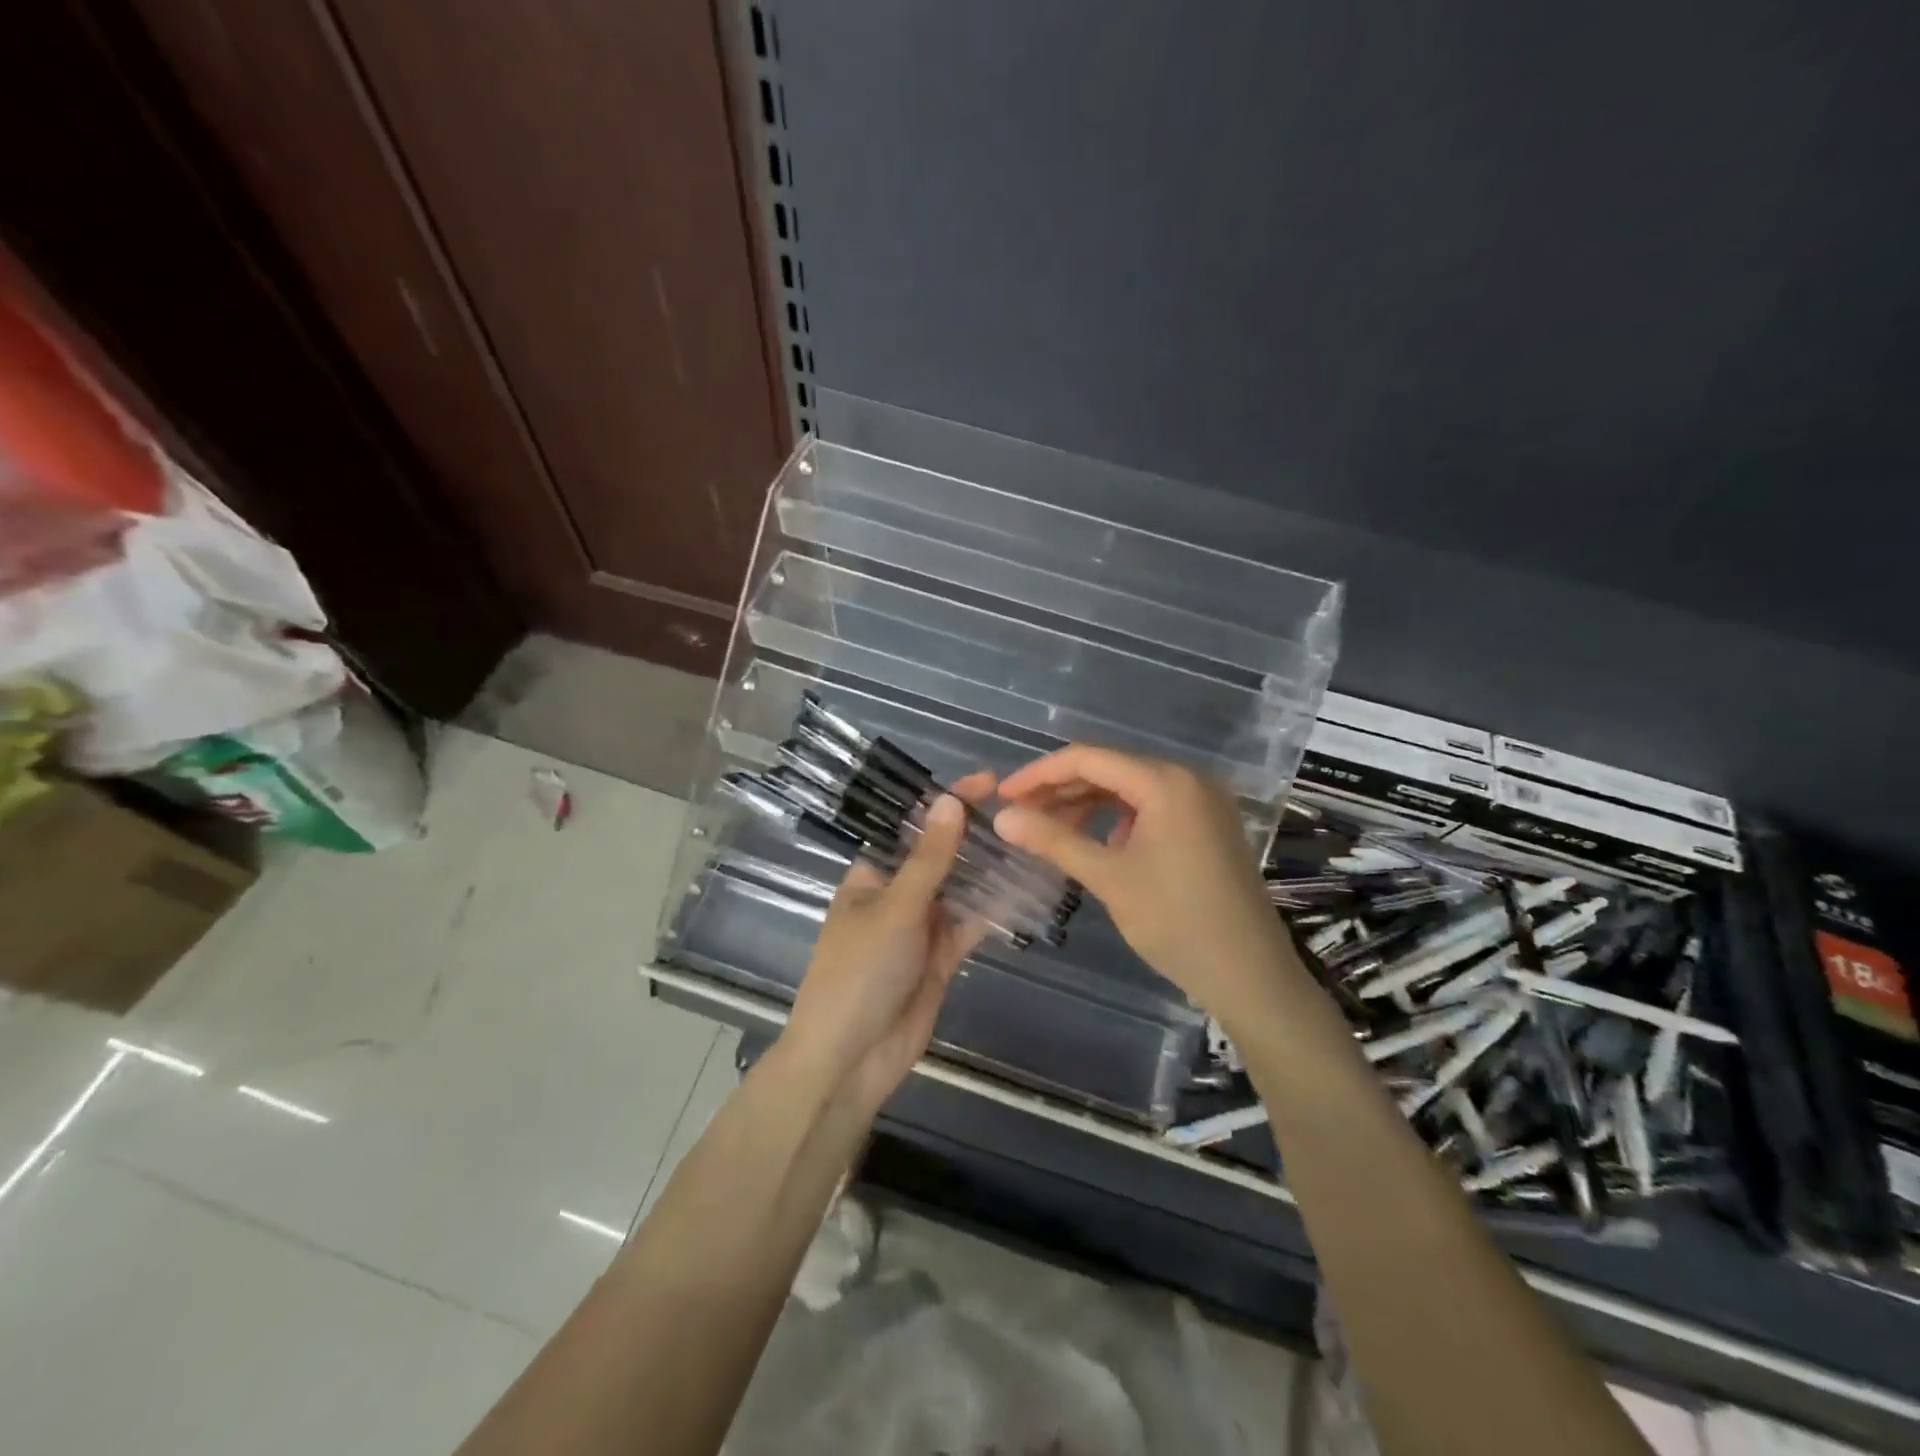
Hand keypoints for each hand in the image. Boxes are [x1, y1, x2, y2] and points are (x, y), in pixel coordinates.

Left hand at [781, 774, 993, 1112]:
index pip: (913, 827)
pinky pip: (970, 924)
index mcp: (872, 875)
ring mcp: (920, 927)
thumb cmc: (860, 972)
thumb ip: (929, 859)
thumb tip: (950, 801)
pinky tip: (1024, 889)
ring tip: (1032, 842)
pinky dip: (993, 909)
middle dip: (975, 835)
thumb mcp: (896, 908)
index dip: (946, 802)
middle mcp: (897, 894)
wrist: (850, 1059)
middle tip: (1023, 812)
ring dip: (989, 869)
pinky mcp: (941, 957)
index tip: (987, 781)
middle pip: (941, 856)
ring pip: (960, 889)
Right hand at [993, 747, 1296, 1025]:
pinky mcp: (1208, 825)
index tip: (1002, 796)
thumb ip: (1053, 840)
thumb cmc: (1175, 921)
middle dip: (1061, 790)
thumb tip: (1002, 817)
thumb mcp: (1108, 877)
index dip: (1039, 774)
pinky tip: (1099, 845)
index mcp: (1166, 781)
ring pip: (1129, 789)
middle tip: (1020, 816)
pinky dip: (1117, 820)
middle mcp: (1188, 778)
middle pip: (1110, 769)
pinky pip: (1151, 808)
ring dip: (1087, 805)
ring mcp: (1202, 802)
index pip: (1088, 758)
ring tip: (1051, 832)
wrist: (1250, 975)